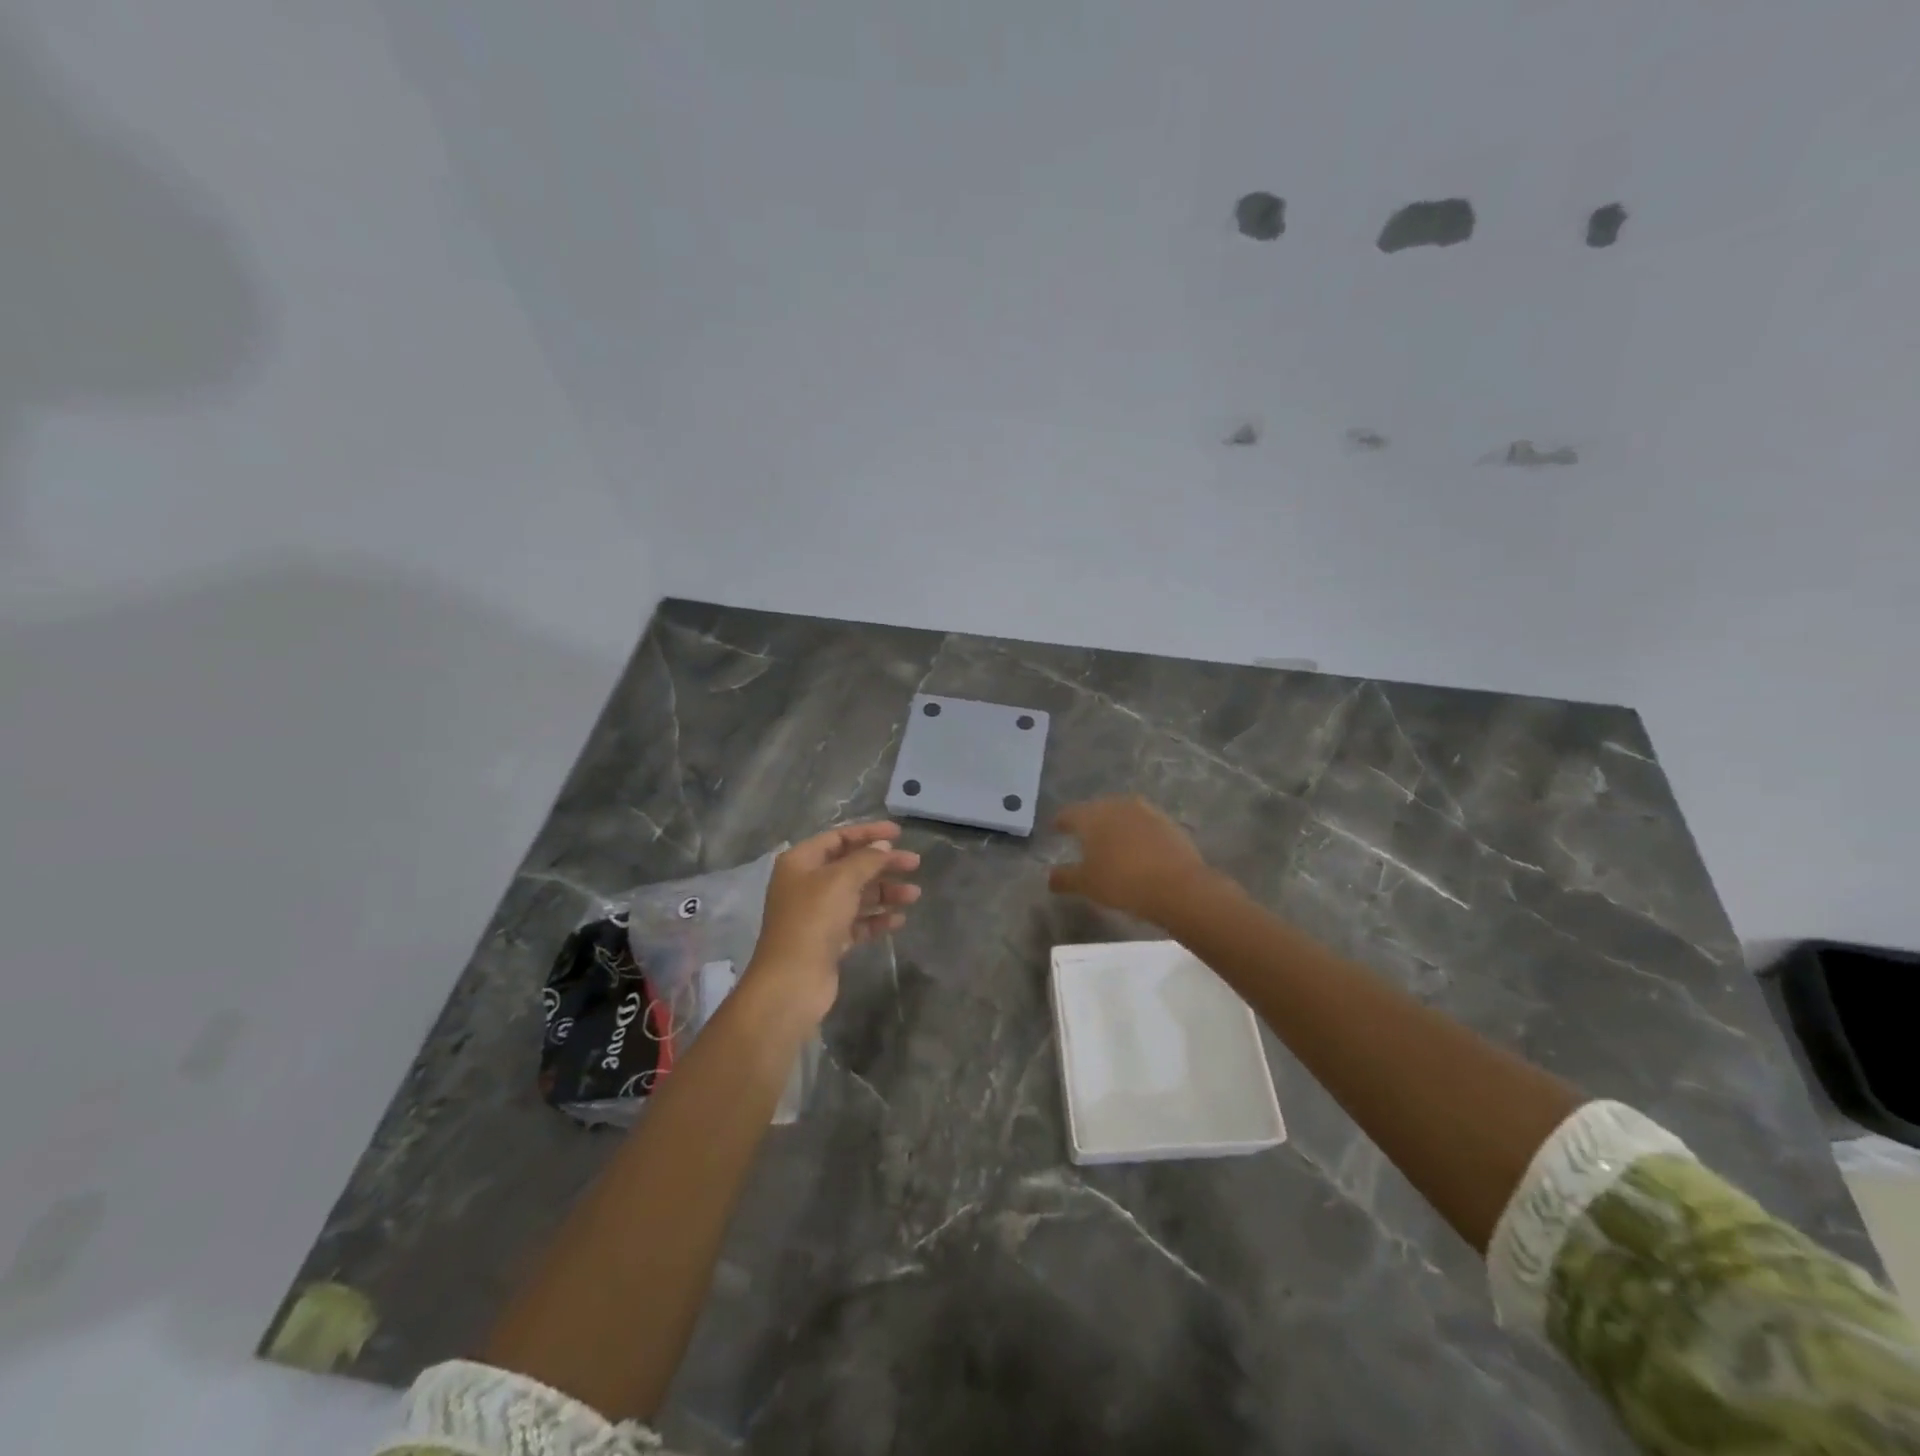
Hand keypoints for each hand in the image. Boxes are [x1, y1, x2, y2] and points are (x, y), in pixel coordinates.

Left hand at [744, 822, 920, 1019]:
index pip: (838, 838)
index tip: (899, 833)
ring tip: (914, 895)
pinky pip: (857, 922)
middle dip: (883, 864)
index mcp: (801, 862)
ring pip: (857, 895)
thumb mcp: (841, 880)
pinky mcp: (828, 941)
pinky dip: (877, 919)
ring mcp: (817, 914)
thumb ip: (866, 859)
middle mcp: (807, 884)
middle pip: (851, 866)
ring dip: (885, 892)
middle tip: (914, 863)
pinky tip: (898, 920)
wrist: (792, 981)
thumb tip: (882, 847)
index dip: (869, 833)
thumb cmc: (813, 919)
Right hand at [1048, 797, 1216, 927]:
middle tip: (1084, 835)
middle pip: (1097, 808)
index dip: (1061, 822)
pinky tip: (1138, 847)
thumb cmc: (1121, 882)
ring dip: (1115, 823)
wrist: (1177, 886)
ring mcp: (1146, 811)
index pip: (1070, 813)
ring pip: (1123, 813)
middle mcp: (1117, 806)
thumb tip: (1050, 876)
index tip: (1057, 828)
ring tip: (1112, 840)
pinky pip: (1145, 823)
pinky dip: (1137, 832)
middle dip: (1089, 820)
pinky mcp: (1168, 822)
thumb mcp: (1086, 884)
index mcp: (1092, 816)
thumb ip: (1064, 878)